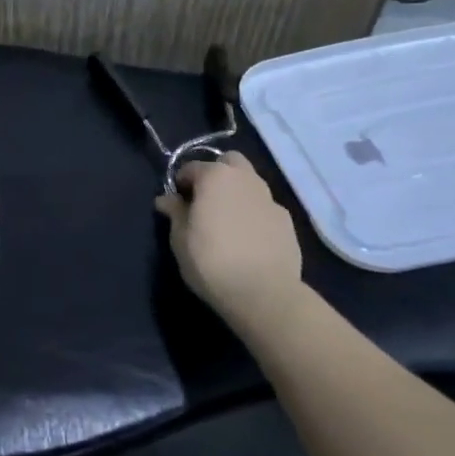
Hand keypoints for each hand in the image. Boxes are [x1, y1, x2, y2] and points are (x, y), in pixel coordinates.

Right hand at [156, 153, 305, 328]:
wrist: (264, 293)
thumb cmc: (211, 261)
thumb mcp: (179, 238)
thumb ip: (175, 212)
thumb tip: (166, 199)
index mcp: (215, 177)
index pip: (192, 167)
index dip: (181, 183)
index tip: (176, 204)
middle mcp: (246, 179)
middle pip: (230, 162)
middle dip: (216, 173)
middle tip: (205, 200)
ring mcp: (270, 200)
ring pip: (251, 183)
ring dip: (237, 192)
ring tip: (227, 221)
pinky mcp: (288, 222)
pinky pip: (265, 208)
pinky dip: (254, 214)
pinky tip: (248, 239)